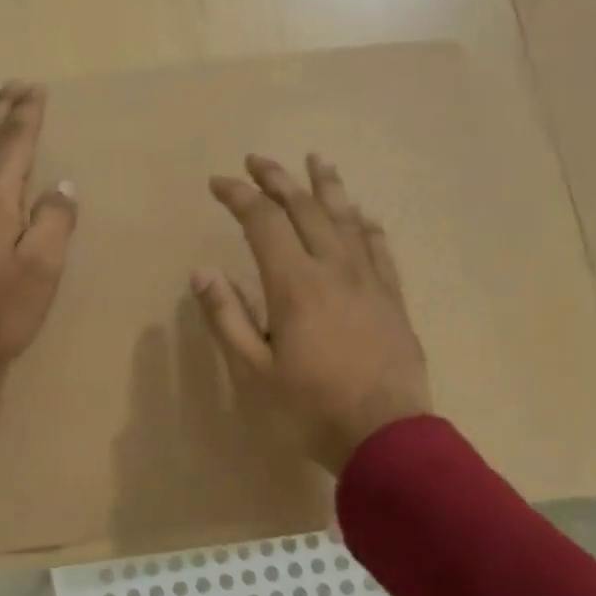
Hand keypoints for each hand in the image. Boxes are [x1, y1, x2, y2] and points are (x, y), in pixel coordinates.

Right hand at [194, 154, 430, 472]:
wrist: (386, 436)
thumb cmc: (310, 408)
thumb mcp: (254, 370)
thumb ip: (227, 317)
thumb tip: (202, 271)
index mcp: (294, 284)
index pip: (263, 222)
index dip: (239, 196)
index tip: (218, 183)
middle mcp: (334, 269)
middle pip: (305, 208)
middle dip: (278, 180)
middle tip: (257, 160)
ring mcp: (369, 281)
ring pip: (347, 219)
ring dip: (327, 186)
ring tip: (316, 160)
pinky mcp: (393, 298)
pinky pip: (380, 248)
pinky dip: (366, 224)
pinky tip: (363, 214)